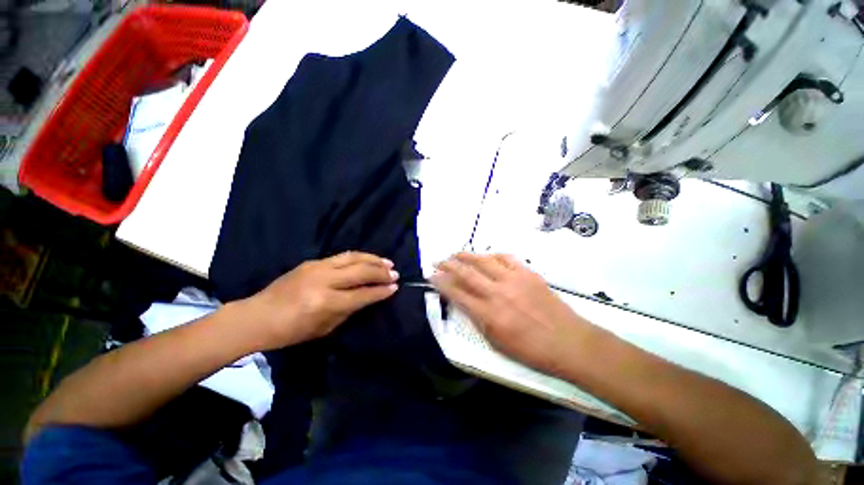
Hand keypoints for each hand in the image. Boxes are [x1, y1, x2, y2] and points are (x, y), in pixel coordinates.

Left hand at [239, 251, 398, 350]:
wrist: (257, 316)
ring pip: (353, 257)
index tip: (395, 287)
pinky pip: (343, 256)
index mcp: (326, 302)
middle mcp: (324, 280)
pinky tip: (368, 259)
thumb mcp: (324, 328)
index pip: (362, 293)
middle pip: (360, 271)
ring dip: (373, 259)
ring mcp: (318, 267)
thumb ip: (349, 310)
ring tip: (387, 262)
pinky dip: (359, 257)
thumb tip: (368, 296)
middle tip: (395, 273)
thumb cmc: (291, 331)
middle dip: (381, 272)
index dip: (381, 291)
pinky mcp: (313, 262)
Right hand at [430, 253, 591, 375]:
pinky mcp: (527, 273)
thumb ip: (478, 320)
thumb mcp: (497, 342)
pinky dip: (492, 255)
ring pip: (483, 261)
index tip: (432, 276)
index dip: (441, 283)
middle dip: (448, 265)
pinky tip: (486, 256)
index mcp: (488, 314)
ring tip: (455, 254)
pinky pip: (505, 258)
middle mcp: (497, 293)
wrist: (569, 342)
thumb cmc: (531, 350)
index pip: (457, 294)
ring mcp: (513, 280)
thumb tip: (464, 302)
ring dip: (466, 256)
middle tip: (438, 261)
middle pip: (466, 273)